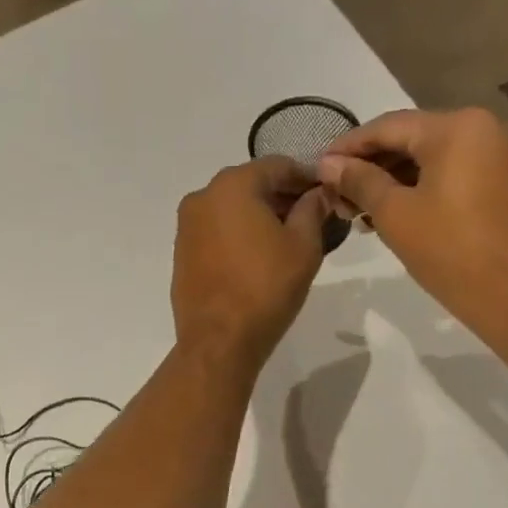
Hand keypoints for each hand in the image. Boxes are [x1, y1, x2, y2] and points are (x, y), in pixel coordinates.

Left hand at [172, 157, 328, 373]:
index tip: (327, 195)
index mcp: (233, 185)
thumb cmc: (266, 288)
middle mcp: (202, 197)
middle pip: (251, 185)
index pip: (278, 166)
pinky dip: (238, 236)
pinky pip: (216, 233)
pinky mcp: (181, 255)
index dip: (307, 178)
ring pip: (231, 210)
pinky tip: (257, 259)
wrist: (219, 340)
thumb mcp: (303, 246)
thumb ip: (312, 210)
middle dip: (282, 198)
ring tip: (286, 242)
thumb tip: (318, 194)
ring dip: (258, 218)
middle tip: (311, 220)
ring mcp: (186, 227)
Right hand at [317, 108, 507, 325]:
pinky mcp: (501, 183)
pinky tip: (391, 214)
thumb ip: (359, 182)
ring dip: (391, 181)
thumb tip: (327, 164)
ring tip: (357, 211)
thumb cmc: (449, 250)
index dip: (348, 147)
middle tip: (336, 196)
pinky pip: (450, 175)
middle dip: (369, 167)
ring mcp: (496, 155)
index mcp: (455, 127)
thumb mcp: (395, 214)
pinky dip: (418, 189)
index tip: (318, 168)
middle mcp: (481, 128)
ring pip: (429, 159)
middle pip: (410, 139)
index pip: (387, 126)